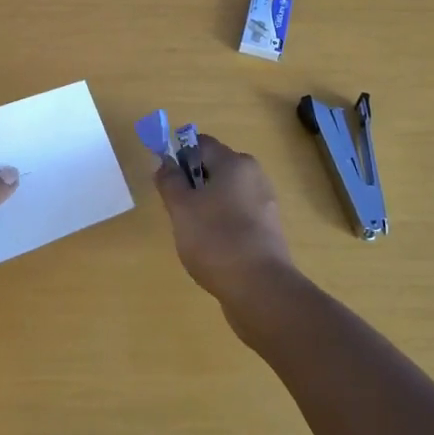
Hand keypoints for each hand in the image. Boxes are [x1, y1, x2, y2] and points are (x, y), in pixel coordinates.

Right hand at [153, 133, 295, 310]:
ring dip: (205, 206)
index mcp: (235, 163)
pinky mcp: (268, 230)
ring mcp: (265, 204)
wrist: (260, 290)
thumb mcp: (181, 208)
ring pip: (225, 194)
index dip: (178, 156)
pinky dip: (222, 224)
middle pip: (214, 168)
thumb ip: (169, 181)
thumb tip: (165, 162)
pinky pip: (237, 215)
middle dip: (192, 184)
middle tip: (178, 211)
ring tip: (194, 234)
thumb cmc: (216, 240)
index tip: (167, 182)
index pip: (200, 144)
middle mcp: (254, 176)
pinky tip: (213, 248)